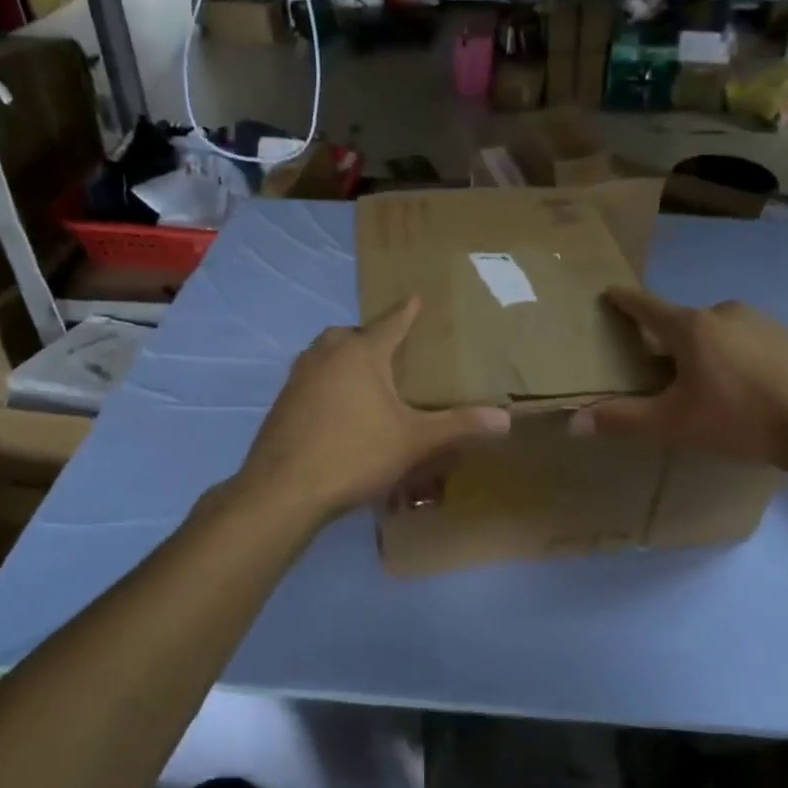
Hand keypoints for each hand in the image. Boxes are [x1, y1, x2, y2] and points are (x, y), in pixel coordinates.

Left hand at [238, 297, 511, 522]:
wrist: (284, 489)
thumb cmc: (355, 454)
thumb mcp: (414, 441)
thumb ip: (459, 426)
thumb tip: (505, 419)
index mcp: (361, 354)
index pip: (390, 323)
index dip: (406, 312)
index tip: (415, 297)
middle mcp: (326, 356)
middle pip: (349, 335)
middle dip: (369, 337)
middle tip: (389, 352)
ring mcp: (298, 378)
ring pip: (324, 355)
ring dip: (342, 358)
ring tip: (364, 381)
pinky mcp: (282, 403)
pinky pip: (309, 380)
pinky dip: (325, 384)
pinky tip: (336, 412)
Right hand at [569, 288, 787, 469]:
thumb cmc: (737, 419)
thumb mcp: (672, 424)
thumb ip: (622, 419)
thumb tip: (574, 422)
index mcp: (690, 327)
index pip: (647, 307)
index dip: (626, 300)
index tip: (611, 292)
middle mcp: (723, 312)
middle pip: (684, 322)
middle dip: (672, 341)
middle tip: (669, 373)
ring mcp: (760, 320)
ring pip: (719, 331)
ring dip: (709, 349)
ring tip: (713, 385)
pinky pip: (749, 339)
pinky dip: (740, 354)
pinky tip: (749, 385)